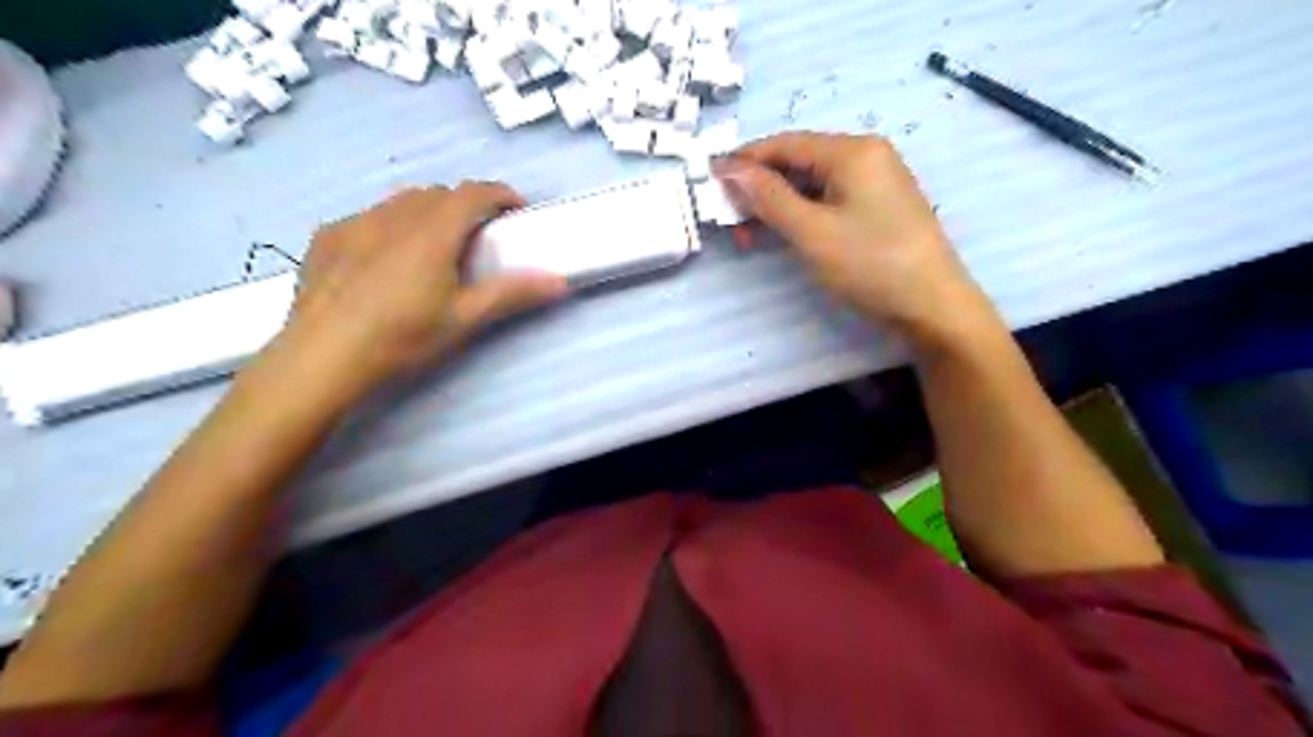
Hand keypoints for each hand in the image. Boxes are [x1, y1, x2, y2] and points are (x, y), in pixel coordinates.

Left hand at [275, 180, 567, 395]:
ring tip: (431, 245)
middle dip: (463, 205)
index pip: (472, 194)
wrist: (322, 357)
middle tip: (476, 236)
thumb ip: (511, 294)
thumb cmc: (402, 338)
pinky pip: (368, 217)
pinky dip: (389, 225)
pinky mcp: (326, 237)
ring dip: (426, 212)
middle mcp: (393, 216)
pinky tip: (383, 258)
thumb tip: (560, 281)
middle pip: (437, 193)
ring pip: (400, 202)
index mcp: (432, 233)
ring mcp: (354, 223)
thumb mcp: (464, 319)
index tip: (516, 207)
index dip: (499, 194)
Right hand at [717, 130, 996, 343]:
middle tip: (728, 217)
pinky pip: (830, 201)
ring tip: (747, 236)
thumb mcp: (812, 232)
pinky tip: (783, 235)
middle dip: (760, 189)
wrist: (933, 307)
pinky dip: (802, 216)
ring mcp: (876, 183)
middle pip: (799, 163)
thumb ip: (768, 198)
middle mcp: (866, 157)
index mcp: (853, 151)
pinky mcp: (879, 209)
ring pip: (812, 185)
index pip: (785, 144)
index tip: (710, 178)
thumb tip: (731, 170)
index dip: (745, 160)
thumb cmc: (870, 265)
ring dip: (777, 207)